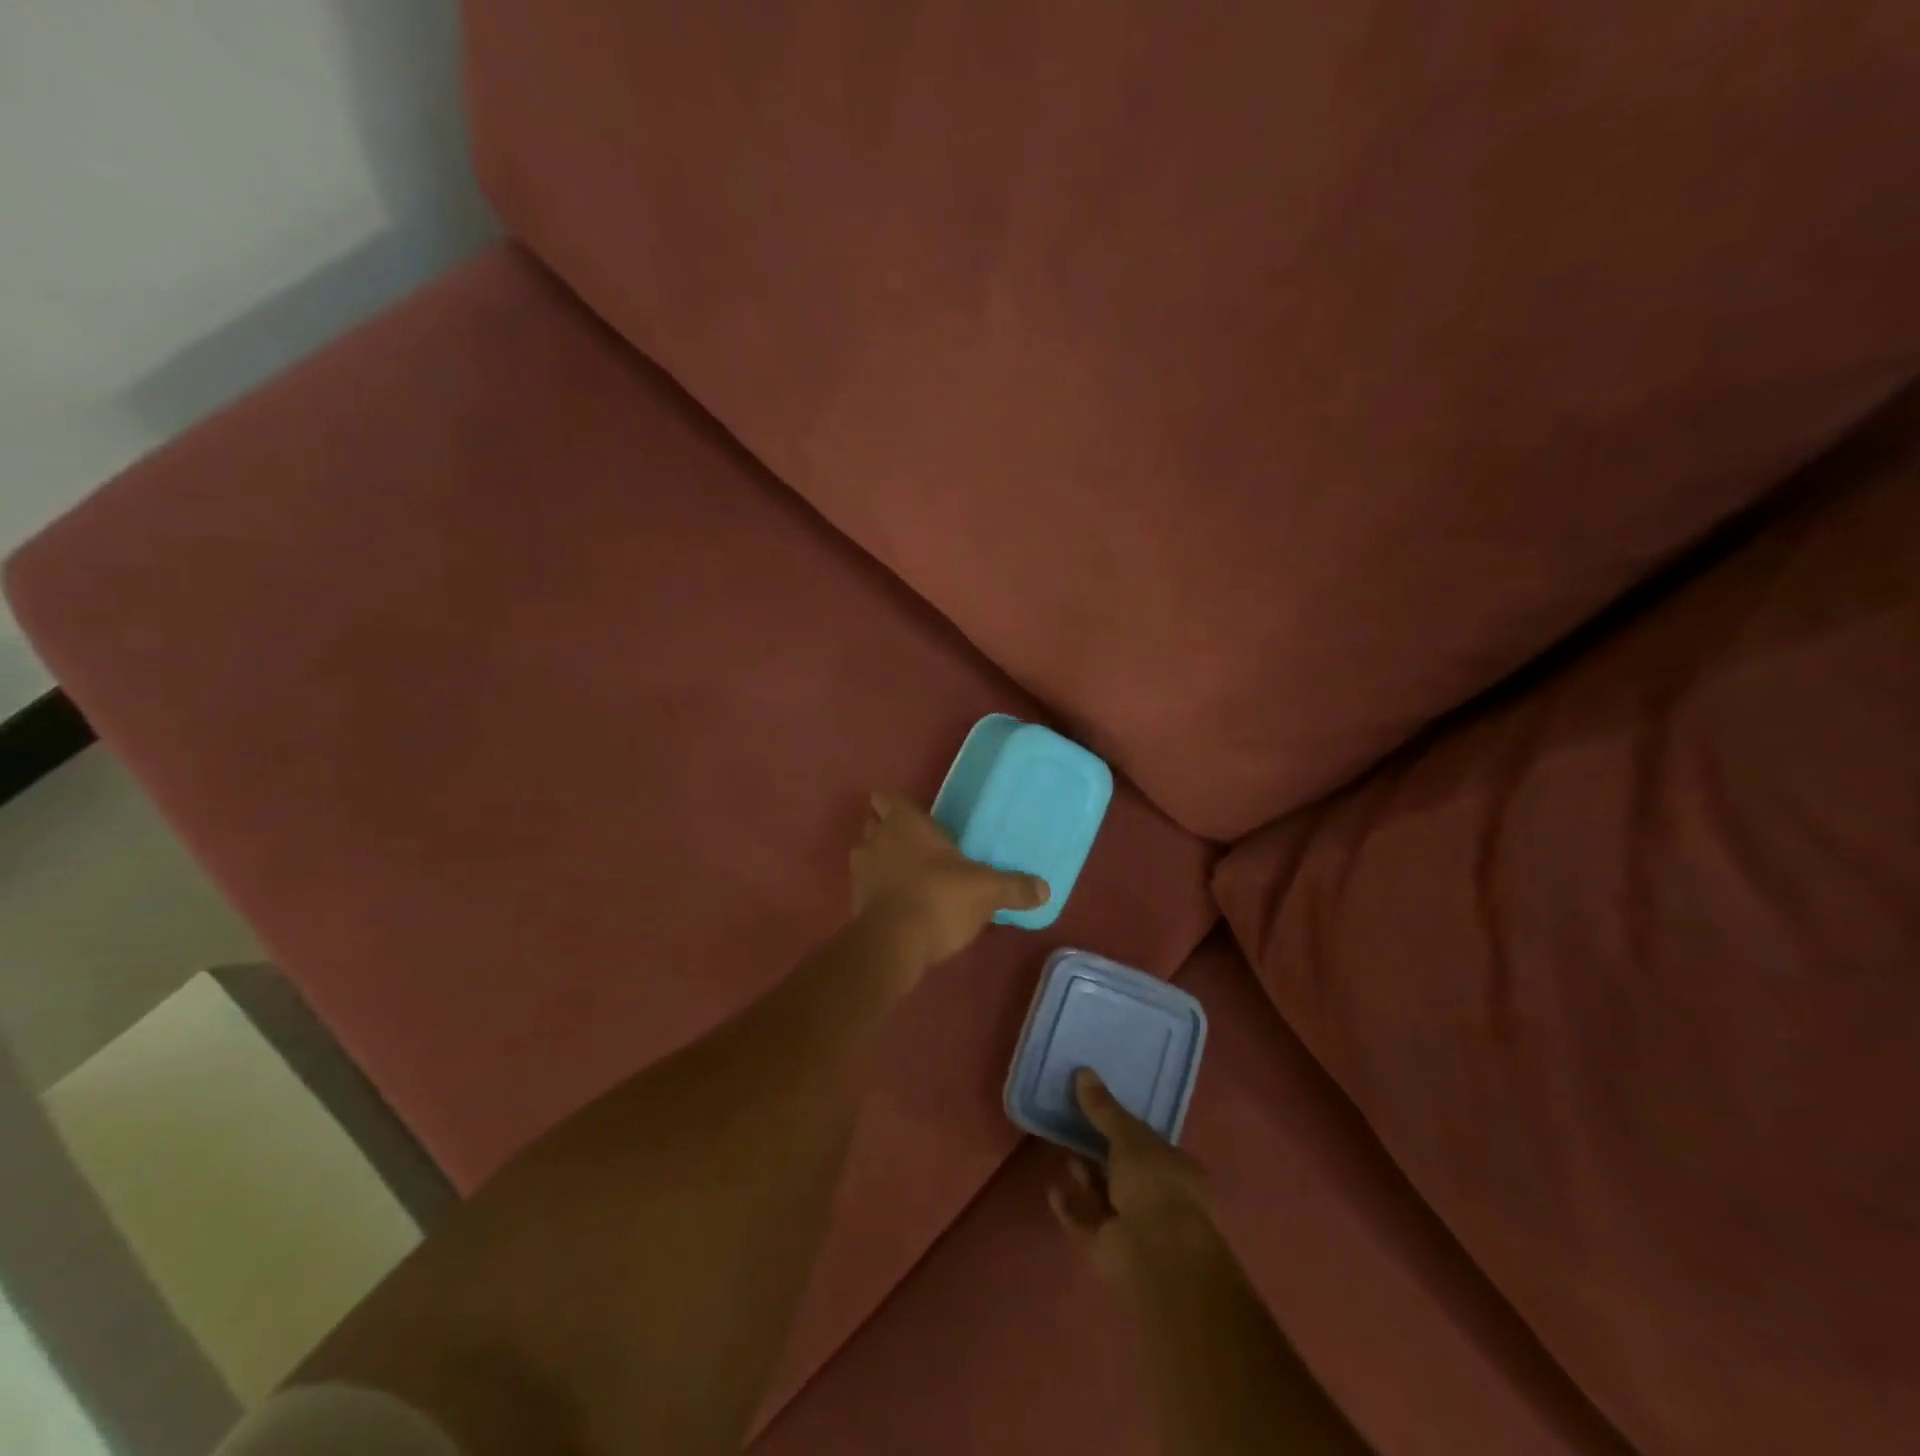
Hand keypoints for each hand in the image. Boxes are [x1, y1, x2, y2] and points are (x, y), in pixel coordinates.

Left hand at [851, 791, 1049, 963]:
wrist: (893, 944)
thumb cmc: (940, 897)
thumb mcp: (987, 891)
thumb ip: (1014, 887)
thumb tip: (1044, 889)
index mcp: (905, 823)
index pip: (886, 798)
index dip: (893, 803)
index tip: (908, 813)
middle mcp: (877, 840)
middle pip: (873, 825)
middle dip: (887, 832)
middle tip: (915, 845)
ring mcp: (861, 872)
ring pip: (866, 856)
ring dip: (881, 863)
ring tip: (907, 876)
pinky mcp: (853, 903)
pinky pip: (866, 888)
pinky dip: (878, 892)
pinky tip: (899, 905)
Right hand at [1049, 1069, 1215, 1281]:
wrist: (1155, 1255)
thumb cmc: (1154, 1184)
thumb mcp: (1129, 1137)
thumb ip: (1104, 1109)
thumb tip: (1083, 1072)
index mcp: (1176, 1169)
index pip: (1149, 1143)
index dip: (1125, 1127)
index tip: (1100, 1108)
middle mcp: (1159, 1197)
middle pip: (1126, 1169)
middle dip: (1102, 1152)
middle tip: (1075, 1125)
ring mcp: (1135, 1226)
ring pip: (1105, 1196)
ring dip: (1086, 1176)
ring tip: (1064, 1152)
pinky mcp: (1110, 1248)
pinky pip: (1085, 1221)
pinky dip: (1070, 1206)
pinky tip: (1052, 1189)